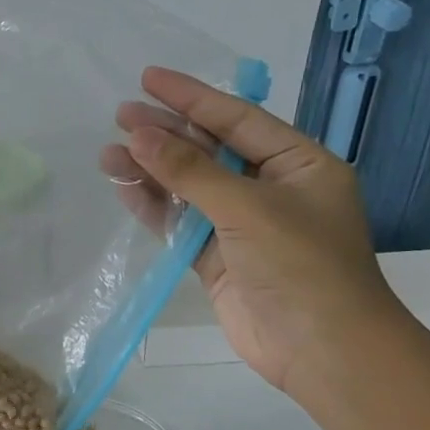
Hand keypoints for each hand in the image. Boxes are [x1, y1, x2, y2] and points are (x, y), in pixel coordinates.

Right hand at [99, 66, 404, 395]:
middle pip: (209, 150)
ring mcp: (241, 225)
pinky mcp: (217, 257)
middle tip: (119, 116)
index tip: (148, 79)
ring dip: (151, 170)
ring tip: (108, 154)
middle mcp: (270, 188)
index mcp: (298, 164)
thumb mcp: (247, 207)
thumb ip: (191, 170)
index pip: (237, 118)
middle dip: (165, 132)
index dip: (192, 96)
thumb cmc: (300, 265)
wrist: (321, 351)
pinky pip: (180, 222)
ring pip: (188, 187)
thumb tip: (139, 135)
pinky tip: (123, 188)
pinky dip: (153, 206)